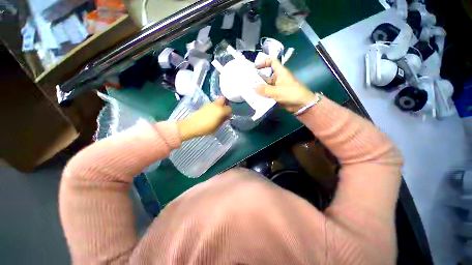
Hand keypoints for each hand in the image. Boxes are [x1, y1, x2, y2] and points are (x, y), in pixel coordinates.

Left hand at [177, 98, 231, 140]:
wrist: (192, 125)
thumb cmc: (206, 128)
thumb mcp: (217, 126)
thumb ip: (223, 120)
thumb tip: (226, 117)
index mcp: (221, 110)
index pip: (229, 108)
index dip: (229, 113)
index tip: (228, 117)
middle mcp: (216, 105)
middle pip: (223, 99)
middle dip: (225, 104)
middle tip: (224, 111)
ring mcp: (210, 104)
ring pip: (217, 101)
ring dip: (219, 105)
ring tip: (218, 113)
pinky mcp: (204, 105)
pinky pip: (212, 104)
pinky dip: (214, 107)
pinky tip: (212, 113)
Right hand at [255, 58, 316, 112]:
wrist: (301, 104)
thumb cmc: (291, 93)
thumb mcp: (277, 91)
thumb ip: (265, 90)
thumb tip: (254, 88)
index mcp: (280, 72)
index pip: (272, 62)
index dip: (264, 62)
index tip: (255, 67)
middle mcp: (278, 78)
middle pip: (266, 75)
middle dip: (258, 78)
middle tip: (248, 82)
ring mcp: (277, 87)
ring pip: (266, 85)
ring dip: (260, 88)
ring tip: (250, 91)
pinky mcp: (277, 95)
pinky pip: (268, 93)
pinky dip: (263, 95)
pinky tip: (256, 98)